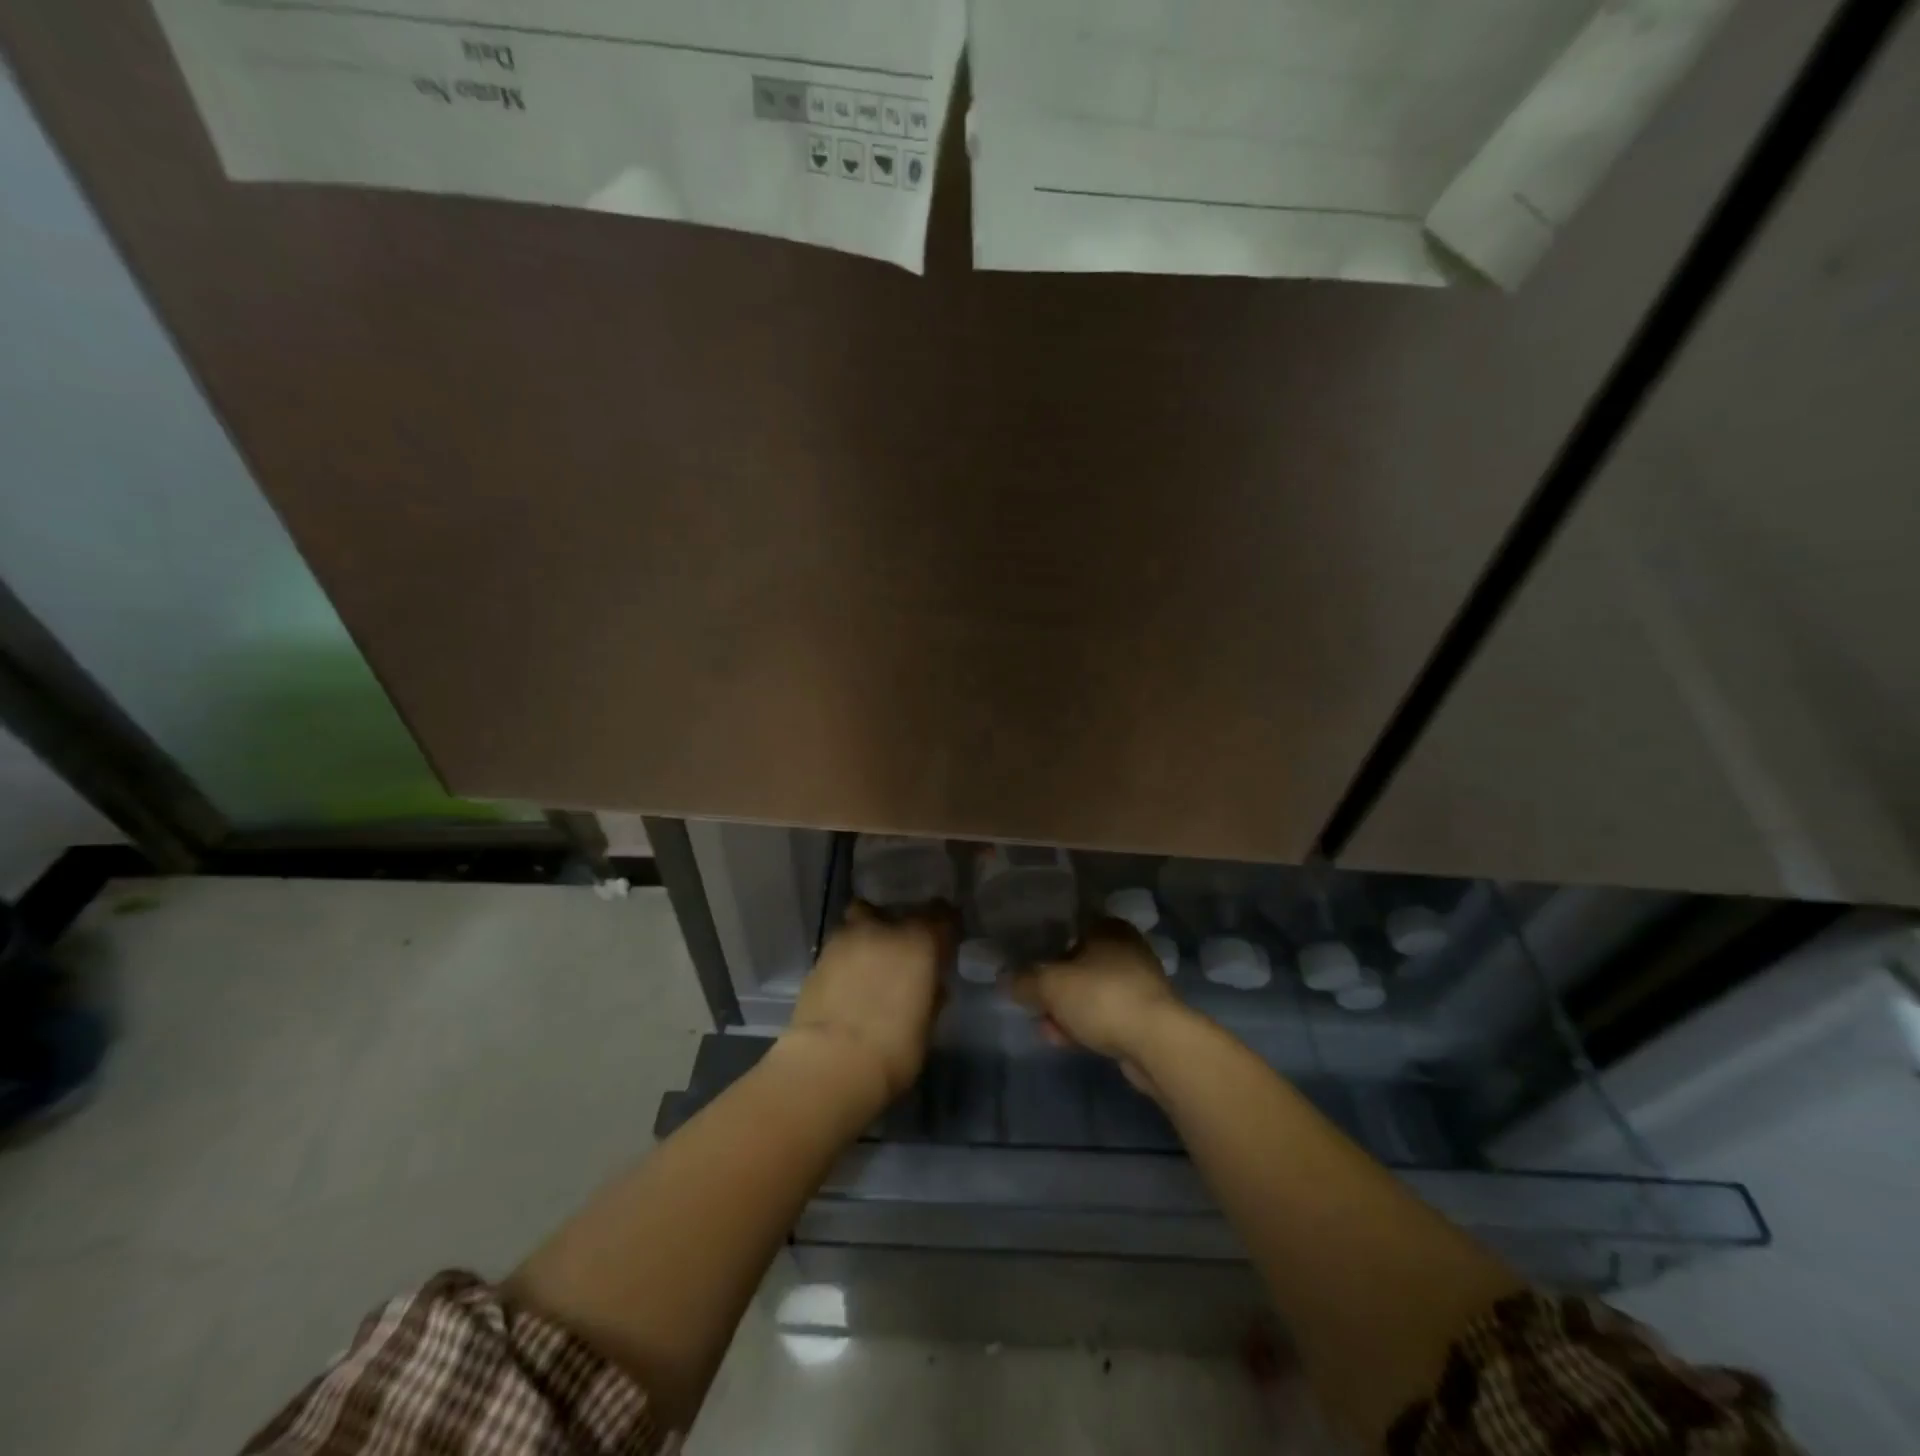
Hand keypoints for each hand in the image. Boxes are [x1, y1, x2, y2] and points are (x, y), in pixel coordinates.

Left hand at [780, 901, 951, 1108]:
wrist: (830, 1063)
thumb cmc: (894, 1049)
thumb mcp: (926, 1024)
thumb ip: (930, 994)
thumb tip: (930, 985)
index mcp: (919, 942)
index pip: (941, 914)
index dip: (945, 925)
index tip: (945, 940)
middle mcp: (883, 930)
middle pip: (893, 912)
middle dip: (898, 926)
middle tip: (901, 952)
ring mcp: (846, 940)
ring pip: (859, 922)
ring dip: (867, 937)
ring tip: (869, 965)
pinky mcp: (818, 959)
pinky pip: (840, 948)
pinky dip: (846, 959)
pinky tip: (847, 983)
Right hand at [1001, 920, 1184, 1093]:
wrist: (1155, 1042)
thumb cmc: (1101, 997)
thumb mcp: (1051, 985)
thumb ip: (1025, 980)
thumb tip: (1006, 980)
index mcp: (1110, 929)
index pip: (1072, 930)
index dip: (1048, 949)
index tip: (1030, 969)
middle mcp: (1128, 950)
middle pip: (1081, 965)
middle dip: (1056, 987)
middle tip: (1034, 1002)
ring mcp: (1140, 985)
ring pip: (1093, 994)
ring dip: (1068, 1010)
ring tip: (1044, 1027)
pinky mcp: (1146, 1018)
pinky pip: (1106, 1017)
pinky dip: (1086, 1025)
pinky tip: (1063, 1040)